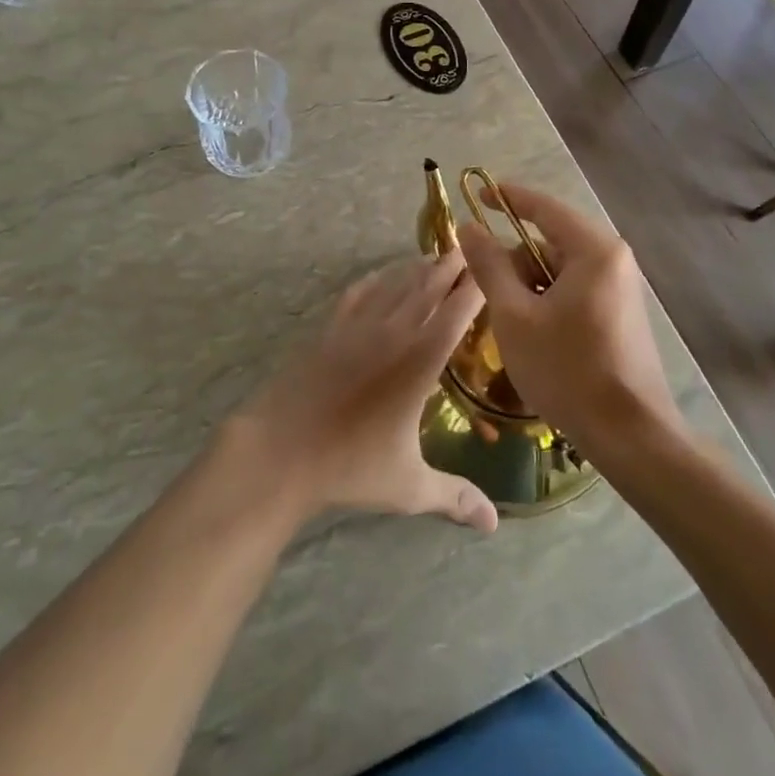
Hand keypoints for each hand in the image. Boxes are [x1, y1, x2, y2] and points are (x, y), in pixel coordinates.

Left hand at [236, 251, 496, 531]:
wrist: (280, 450)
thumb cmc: (349, 466)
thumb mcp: (408, 486)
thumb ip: (454, 497)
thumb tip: (494, 525)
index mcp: (419, 361)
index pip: (456, 313)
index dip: (476, 288)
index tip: (492, 269)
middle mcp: (392, 332)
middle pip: (427, 286)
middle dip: (450, 266)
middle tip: (469, 250)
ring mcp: (357, 326)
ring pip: (394, 284)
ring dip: (416, 268)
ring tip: (434, 259)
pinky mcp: (329, 328)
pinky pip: (358, 292)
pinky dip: (376, 279)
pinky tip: (381, 276)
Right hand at [455, 185, 680, 452]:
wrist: (631, 437)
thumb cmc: (567, 370)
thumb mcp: (514, 316)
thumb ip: (490, 266)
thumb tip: (469, 227)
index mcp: (593, 250)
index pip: (544, 208)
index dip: (507, 198)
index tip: (476, 193)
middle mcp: (613, 260)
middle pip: (550, 241)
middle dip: (515, 260)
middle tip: (487, 290)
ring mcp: (621, 288)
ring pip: (560, 269)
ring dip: (529, 285)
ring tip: (510, 323)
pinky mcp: (620, 313)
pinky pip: (574, 290)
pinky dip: (547, 300)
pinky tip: (534, 335)